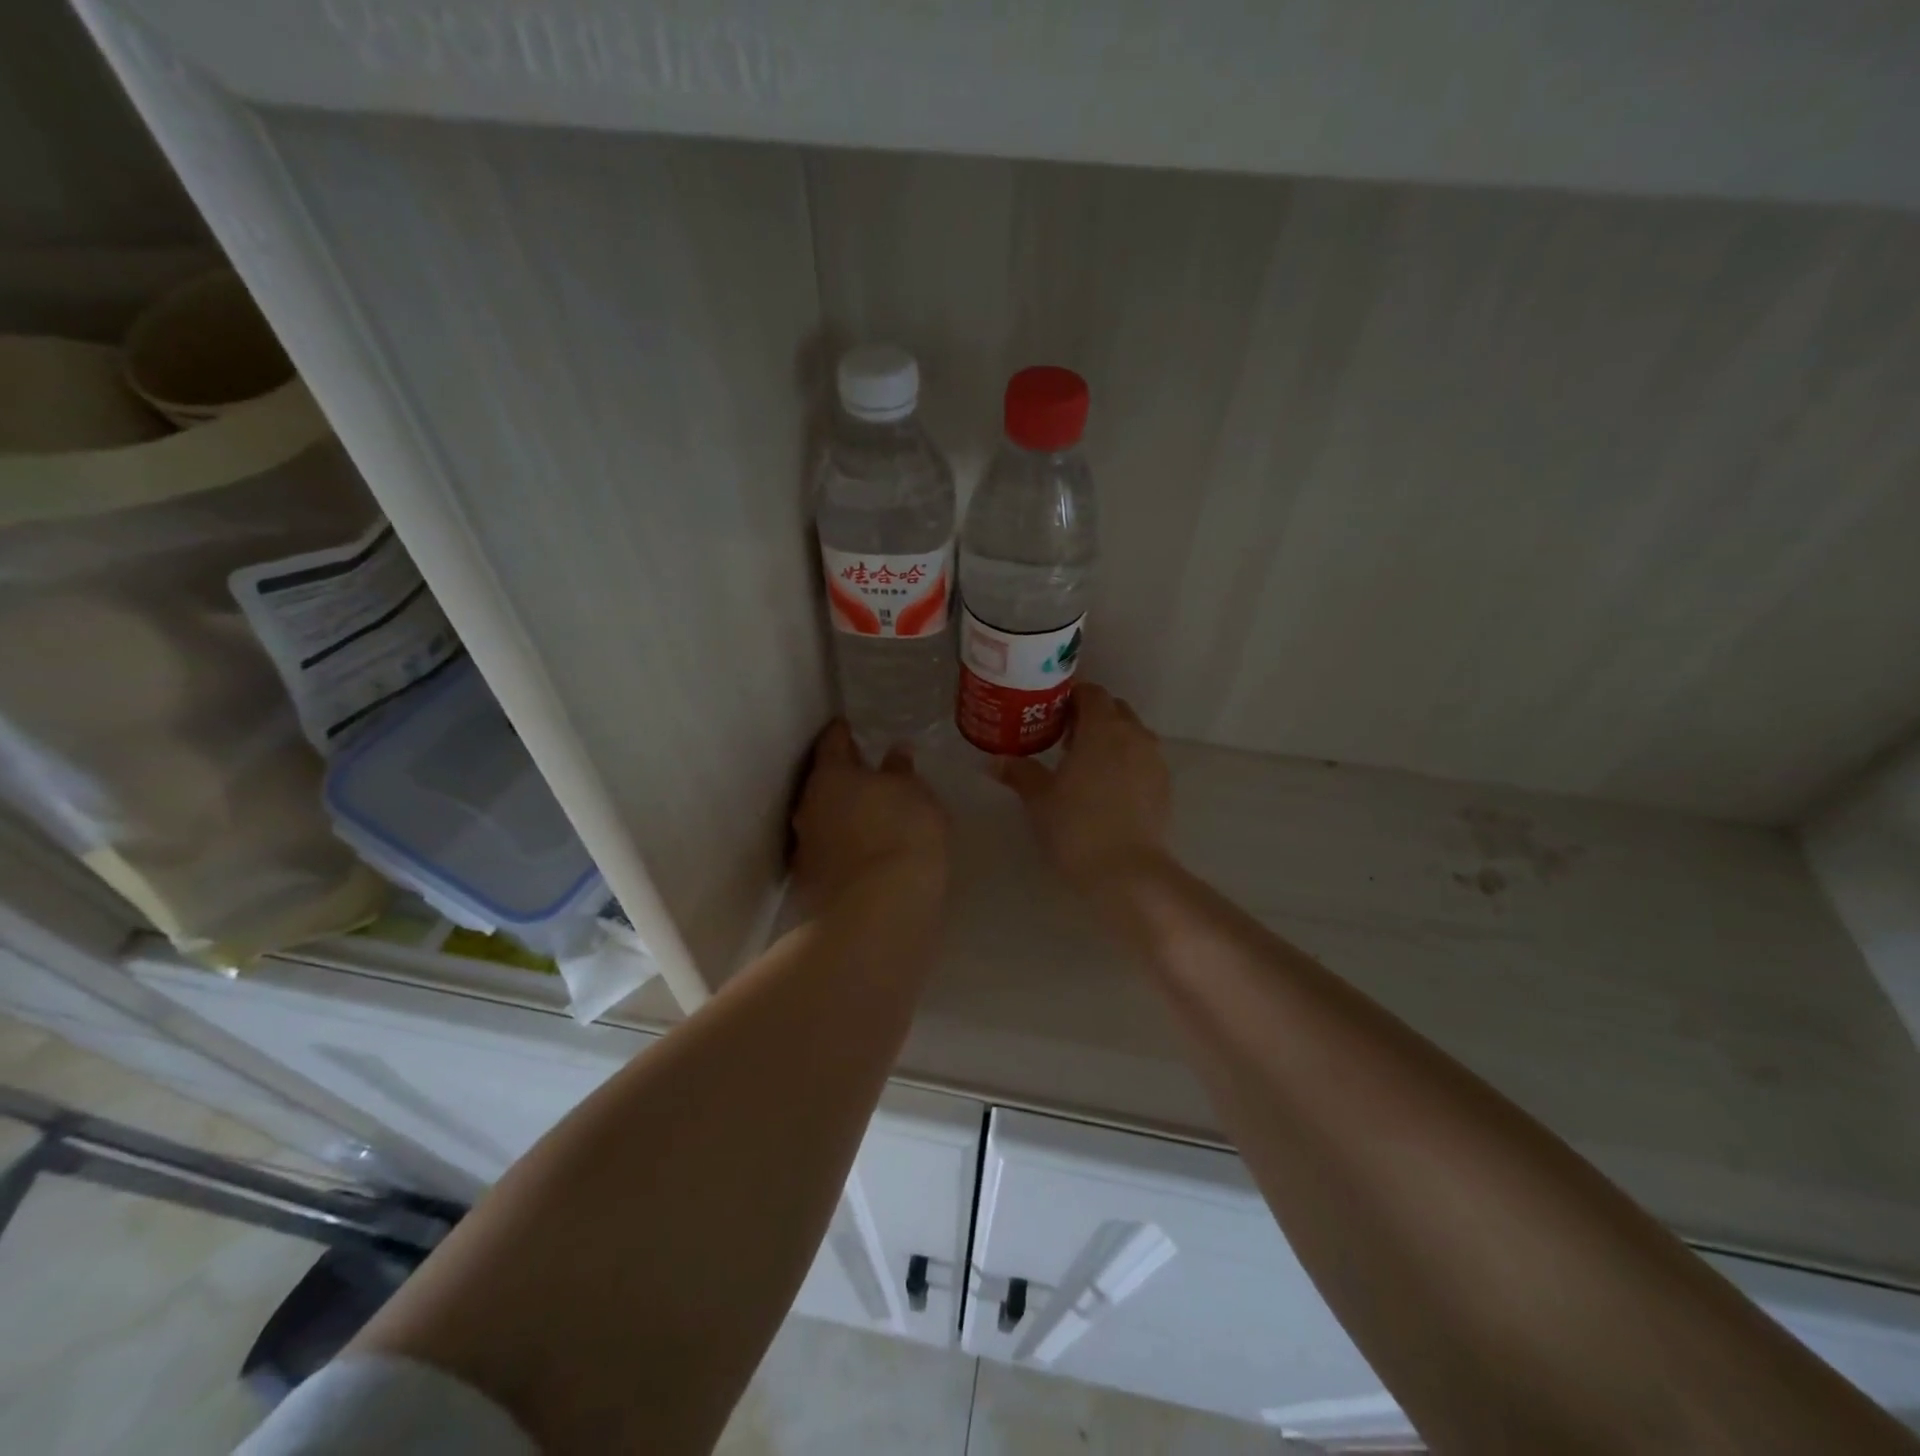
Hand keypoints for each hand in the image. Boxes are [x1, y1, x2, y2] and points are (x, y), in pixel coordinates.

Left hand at [791, 721, 948, 909]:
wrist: (878, 912)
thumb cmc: (902, 834)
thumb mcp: (916, 795)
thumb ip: (903, 773)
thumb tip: (894, 755)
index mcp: (831, 775)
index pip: (832, 742)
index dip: (842, 732)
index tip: (849, 726)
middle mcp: (808, 806)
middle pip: (824, 783)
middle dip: (844, 777)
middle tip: (867, 773)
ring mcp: (806, 847)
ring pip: (825, 819)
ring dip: (844, 814)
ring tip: (872, 816)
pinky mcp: (812, 882)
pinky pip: (831, 851)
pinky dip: (847, 846)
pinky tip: (868, 853)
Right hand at [993, 684, 1171, 891]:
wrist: (1127, 872)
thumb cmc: (1076, 827)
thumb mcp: (1039, 799)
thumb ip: (1019, 773)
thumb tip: (995, 760)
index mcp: (1102, 728)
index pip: (1091, 692)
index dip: (1070, 697)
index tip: (1050, 712)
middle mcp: (1133, 735)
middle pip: (1114, 709)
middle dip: (1091, 716)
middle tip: (1063, 737)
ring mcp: (1154, 760)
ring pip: (1131, 734)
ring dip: (1110, 738)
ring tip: (1084, 763)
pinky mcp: (1164, 785)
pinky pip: (1142, 759)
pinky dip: (1125, 761)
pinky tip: (1106, 787)